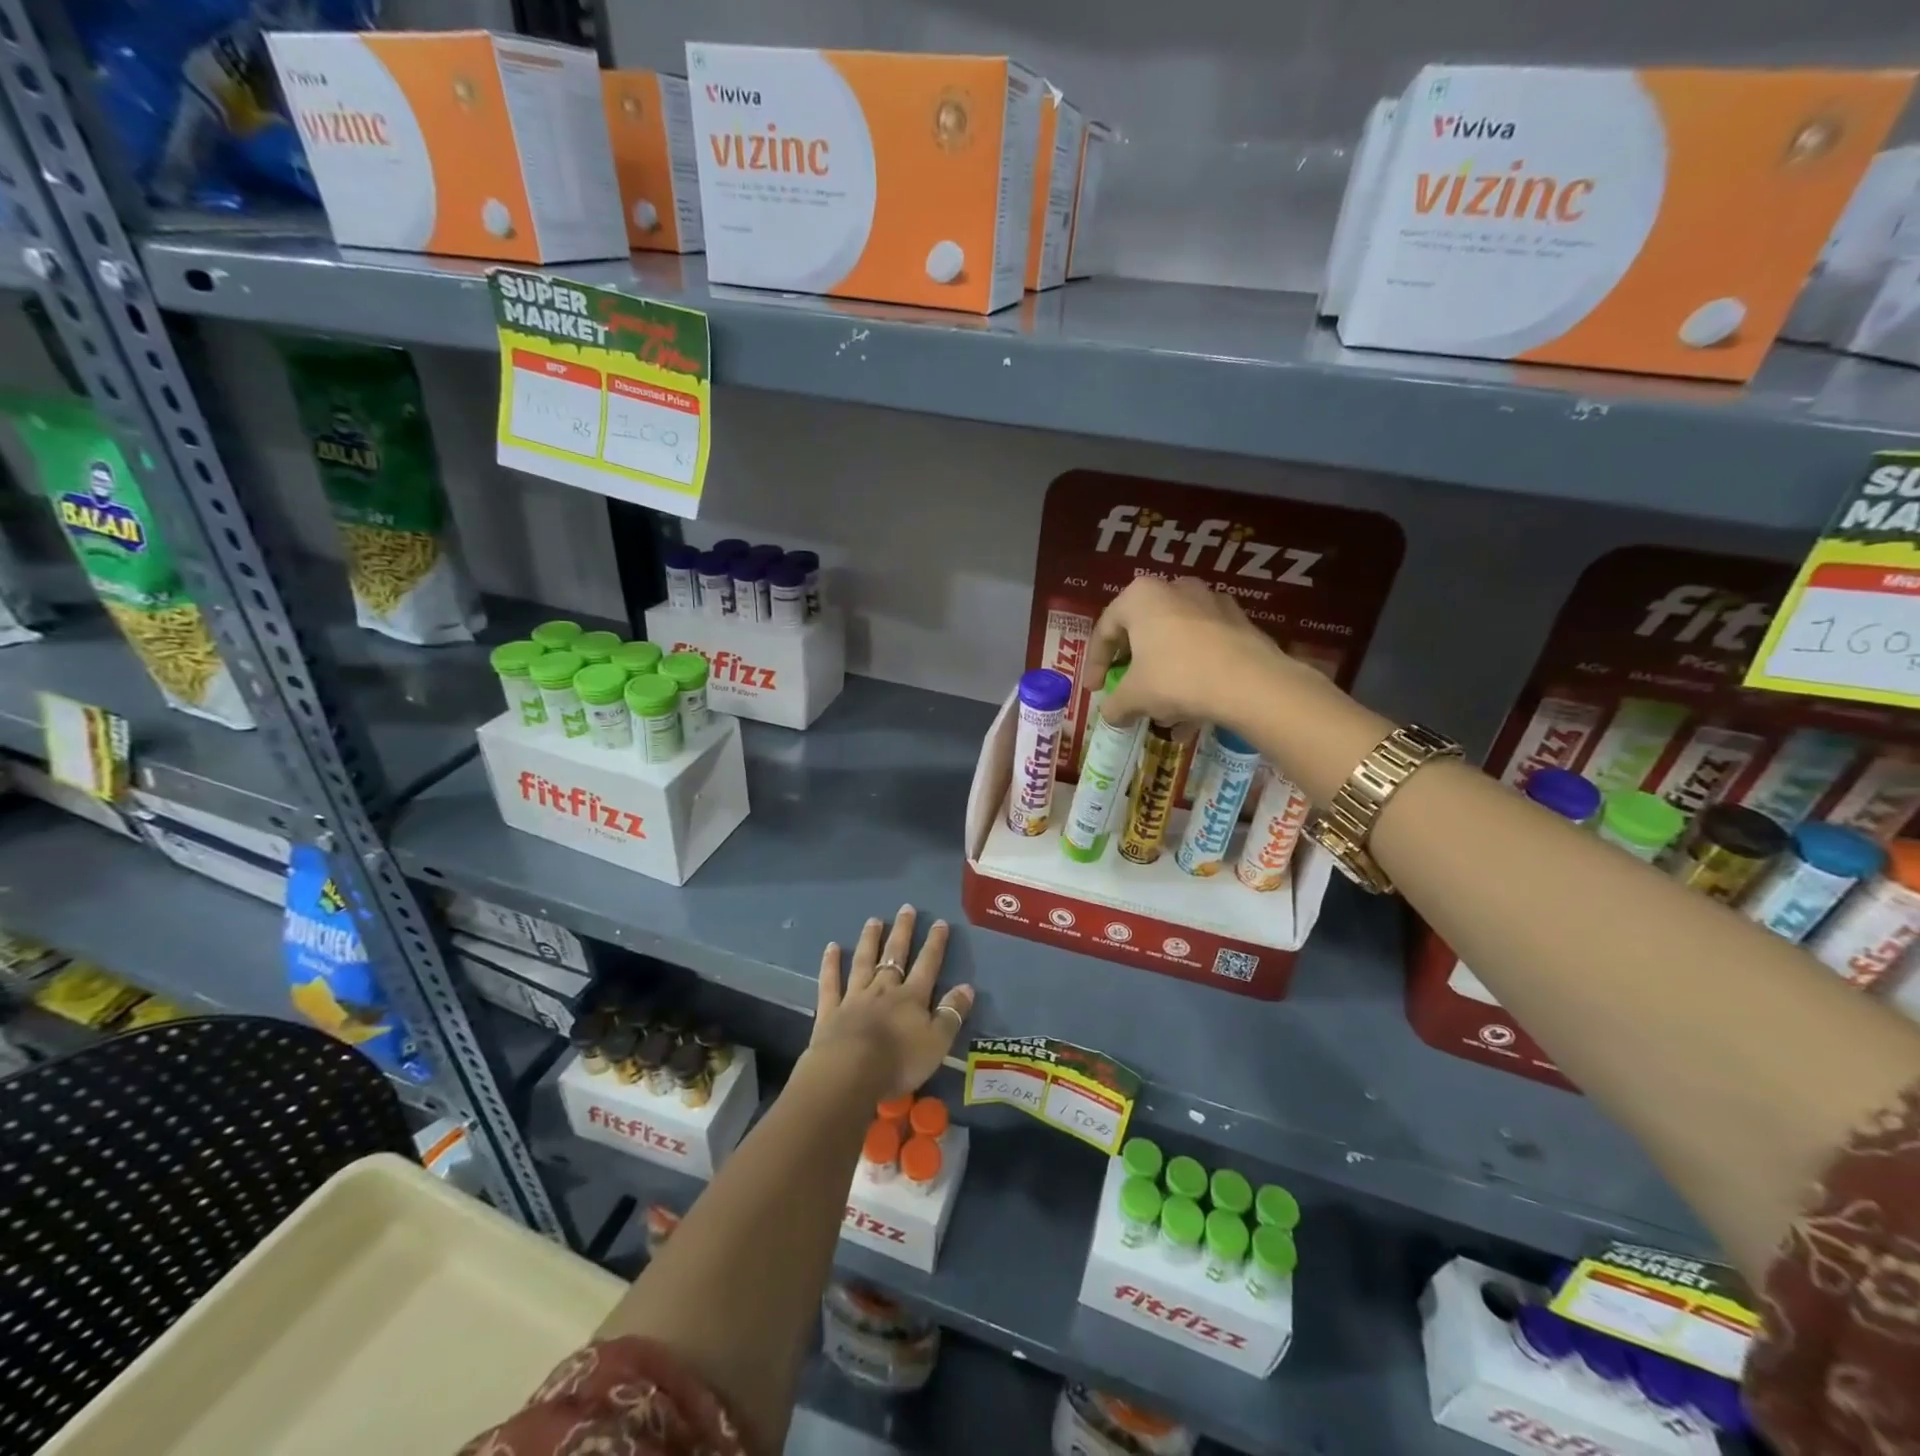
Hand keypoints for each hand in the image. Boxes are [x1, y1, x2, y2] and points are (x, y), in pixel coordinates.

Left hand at [809, 905, 972, 1099]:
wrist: (849, 1074)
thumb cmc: (898, 1062)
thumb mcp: (937, 1043)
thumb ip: (951, 1014)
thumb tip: (967, 987)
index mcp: (911, 998)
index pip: (927, 965)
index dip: (935, 944)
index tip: (940, 922)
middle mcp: (883, 990)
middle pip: (895, 956)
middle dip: (902, 932)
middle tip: (906, 909)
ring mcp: (855, 997)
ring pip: (863, 962)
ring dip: (869, 940)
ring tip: (873, 920)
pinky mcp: (830, 1011)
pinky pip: (830, 983)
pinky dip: (830, 964)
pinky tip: (831, 947)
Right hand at [1086, 576, 1299, 732]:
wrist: (1250, 683)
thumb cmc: (1176, 678)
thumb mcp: (1134, 696)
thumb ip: (1115, 704)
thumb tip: (1111, 715)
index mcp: (1140, 596)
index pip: (1105, 630)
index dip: (1095, 664)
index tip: (1095, 689)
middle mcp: (1174, 588)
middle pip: (1142, 631)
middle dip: (1133, 666)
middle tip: (1126, 690)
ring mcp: (1211, 602)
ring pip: (1175, 642)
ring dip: (1164, 674)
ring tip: (1163, 711)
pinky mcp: (1239, 622)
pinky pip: (1203, 648)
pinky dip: (1192, 674)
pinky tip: (1193, 710)